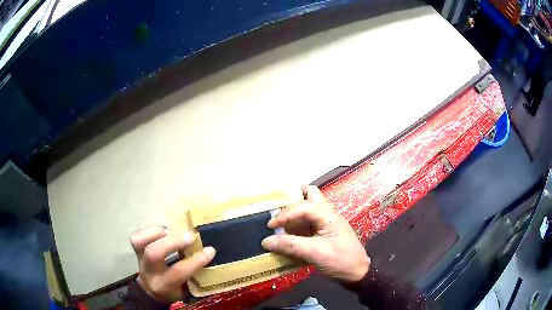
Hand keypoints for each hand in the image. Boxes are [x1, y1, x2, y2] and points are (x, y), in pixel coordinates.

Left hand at [129, 226, 215, 301]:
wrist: (150, 292)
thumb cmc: (173, 290)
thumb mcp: (186, 289)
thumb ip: (194, 274)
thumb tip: (207, 253)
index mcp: (165, 285)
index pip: (179, 272)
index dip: (195, 260)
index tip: (210, 250)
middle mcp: (150, 272)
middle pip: (154, 253)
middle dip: (172, 242)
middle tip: (190, 235)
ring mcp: (139, 259)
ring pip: (139, 242)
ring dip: (156, 232)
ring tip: (171, 230)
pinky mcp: (135, 251)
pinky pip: (136, 237)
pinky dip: (149, 231)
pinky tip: (162, 231)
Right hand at [261, 185, 369, 281]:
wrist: (356, 273)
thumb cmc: (340, 260)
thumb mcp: (315, 253)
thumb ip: (291, 245)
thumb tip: (266, 241)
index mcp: (328, 215)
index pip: (303, 206)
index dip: (285, 214)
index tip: (271, 226)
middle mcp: (327, 214)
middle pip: (310, 196)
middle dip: (292, 199)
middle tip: (276, 209)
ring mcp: (325, 223)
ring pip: (307, 209)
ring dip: (293, 215)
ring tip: (277, 225)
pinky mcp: (323, 233)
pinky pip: (307, 224)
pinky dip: (296, 227)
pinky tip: (286, 236)